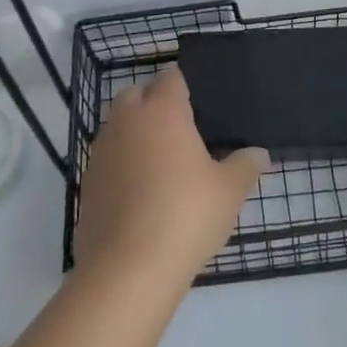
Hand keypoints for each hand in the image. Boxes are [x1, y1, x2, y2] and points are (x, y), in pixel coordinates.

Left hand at [74, 66, 269, 286]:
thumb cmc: (186, 215)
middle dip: (152, 102)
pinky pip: (106, 159)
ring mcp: (101, 151)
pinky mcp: (86, 182)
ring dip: (133, 133)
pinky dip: (120, 165)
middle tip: (179, 130)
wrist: (128, 267)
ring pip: (116, 126)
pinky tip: (139, 192)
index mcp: (163, 111)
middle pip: (135, 94)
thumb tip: (260, 154)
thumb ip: (245, 166)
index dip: (183, 86)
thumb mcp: (229, 191)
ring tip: (159, 163)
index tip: (197, 104)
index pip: (170, 78)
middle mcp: (127, 121)